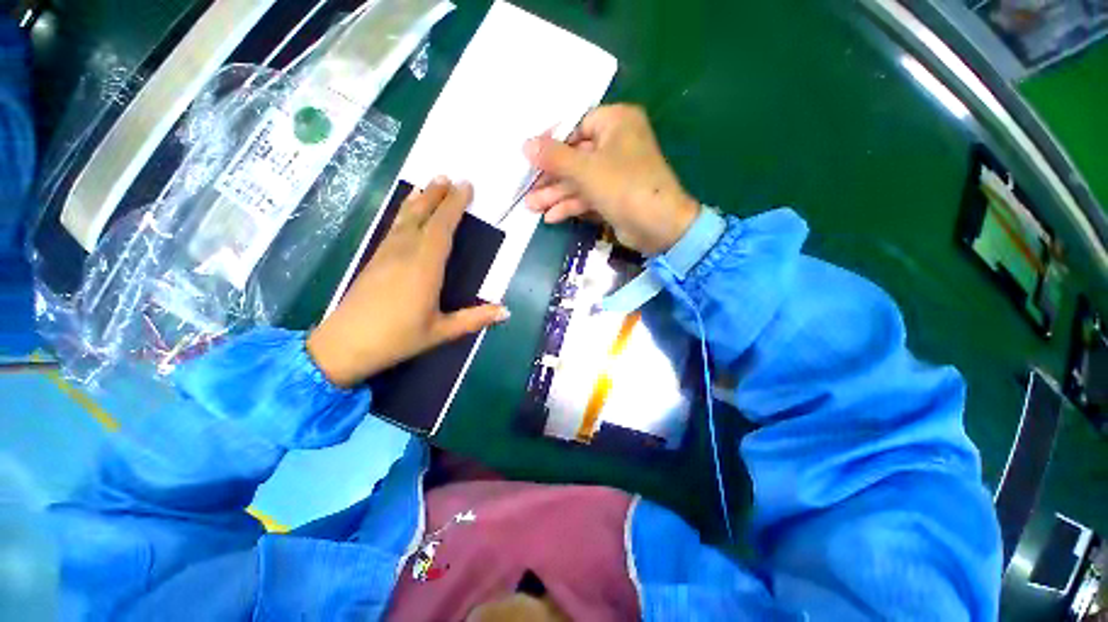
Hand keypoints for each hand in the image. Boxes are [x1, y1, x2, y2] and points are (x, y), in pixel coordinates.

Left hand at [307, 178, 508, 387]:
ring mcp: (386, 254)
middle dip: (438, 195)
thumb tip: (506, 311)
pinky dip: (405, 213)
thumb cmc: (398, 338)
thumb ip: (475, 319)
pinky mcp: (375, 259)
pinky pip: (394, 228)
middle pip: (423, 216)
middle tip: (450, 177)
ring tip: (432, 183)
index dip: (454, 206)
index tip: (466, 187)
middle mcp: (405, 253)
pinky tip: (407, 211)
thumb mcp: (442, 331)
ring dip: (420, 199)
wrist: (345, 345)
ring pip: (405, 218)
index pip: (442, 228)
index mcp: (425, 268)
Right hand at [523, 104, 699, 255]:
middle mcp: (616, 144)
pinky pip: (588, 196)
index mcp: (616, 123)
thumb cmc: (624, 186)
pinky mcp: (614, 196)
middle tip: (527, 188)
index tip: (530, 157)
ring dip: (556, 194)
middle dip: (550, 176)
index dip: (552, 142)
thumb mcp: (586, 169)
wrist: (659, 226)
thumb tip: (526, 144)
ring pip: (579, 180)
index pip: (576, 126)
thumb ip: (555, 157)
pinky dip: (571, 206)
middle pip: (575, 157)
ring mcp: (615, 173)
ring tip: (531, 207)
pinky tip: (551, 217)